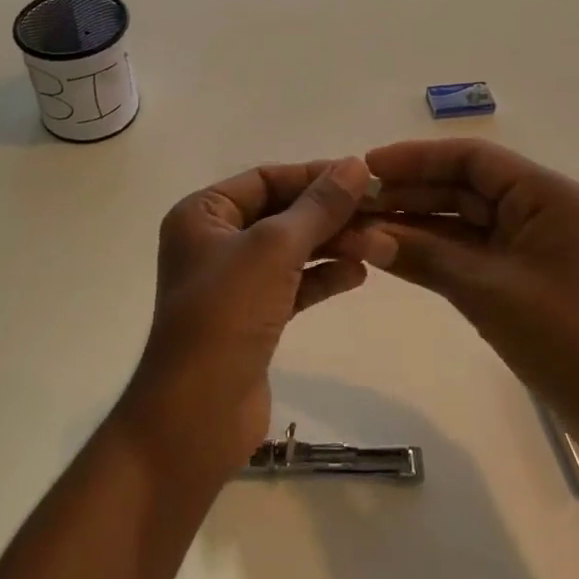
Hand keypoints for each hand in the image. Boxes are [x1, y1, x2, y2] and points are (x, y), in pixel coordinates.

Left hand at [120, 157, 371, 483]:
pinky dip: (322, 278)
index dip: (313, 175)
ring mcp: (231, 284)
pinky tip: (358, 274)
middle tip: (381, 213)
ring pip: (289, 251)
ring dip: (331, 245)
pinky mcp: (251, 319)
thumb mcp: (274, 250)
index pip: (264, 179)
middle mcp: (213, 242)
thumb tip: (356, 165)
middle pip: (280, 214)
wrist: (197, 414)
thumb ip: (318, 207)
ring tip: (379, 244)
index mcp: (202, 214)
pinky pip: (291, 286)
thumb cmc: (226, 315)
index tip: (364, 177)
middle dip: (328, 214)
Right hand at [341, 139, 578, 470]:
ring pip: (461, 222)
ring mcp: (528, 247)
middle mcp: (537, 211)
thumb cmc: (568, 337)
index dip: (416, 158)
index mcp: (544, 196)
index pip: (472, 158)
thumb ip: (425, 255)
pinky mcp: (520, 279)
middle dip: (409, 192)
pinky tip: (390, 254)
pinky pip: (468, 254)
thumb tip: (362, 233)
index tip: (367, 167)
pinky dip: (432, 254)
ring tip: (361, 227)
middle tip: (354, 203)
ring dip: (415, 224)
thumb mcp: (489, 290)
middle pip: (463, 187)